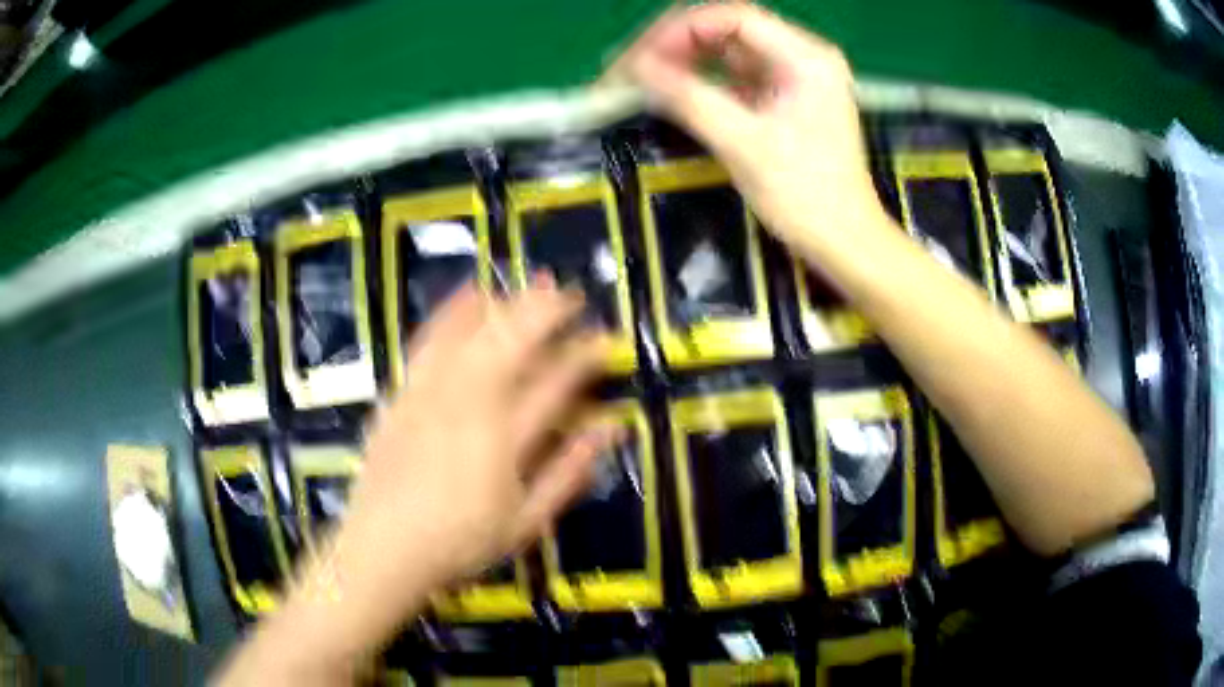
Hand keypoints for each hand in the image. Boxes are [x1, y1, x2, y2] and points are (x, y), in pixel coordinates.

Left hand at [334, 278, 615, 609]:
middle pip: (514, 344)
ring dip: (508, 303)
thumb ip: (569, 472)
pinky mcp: (404, 391)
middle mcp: (469, 404)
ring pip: (473, 333)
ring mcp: (431, 393)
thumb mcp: (526, 521)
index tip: (604, 339)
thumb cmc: (460, 542)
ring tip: (534, 285)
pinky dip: (453, 311)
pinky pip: (430, 339)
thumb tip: (611, 429)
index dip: (584, 357)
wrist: (383, 546)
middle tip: (573, 296)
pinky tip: (470, 291)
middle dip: (548, 313)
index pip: (555, 385)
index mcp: (505, 439)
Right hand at [613, 3, 889, 258]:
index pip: (733, 17)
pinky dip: (703, 81)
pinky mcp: (785, 100)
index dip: (680, 30)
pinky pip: (736, 77)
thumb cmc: (805, 196)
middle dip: (677, 43)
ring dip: (686, 60)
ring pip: (729, 52)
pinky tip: (674, 91)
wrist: (845, 243)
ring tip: (643, 77)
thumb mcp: (744, 144)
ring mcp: (794, 78)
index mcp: (806, 57)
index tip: (639, 57)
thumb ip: (689, 99)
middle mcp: (802, 57)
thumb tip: (635, 68)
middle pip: (728, 29)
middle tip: (632, 67)